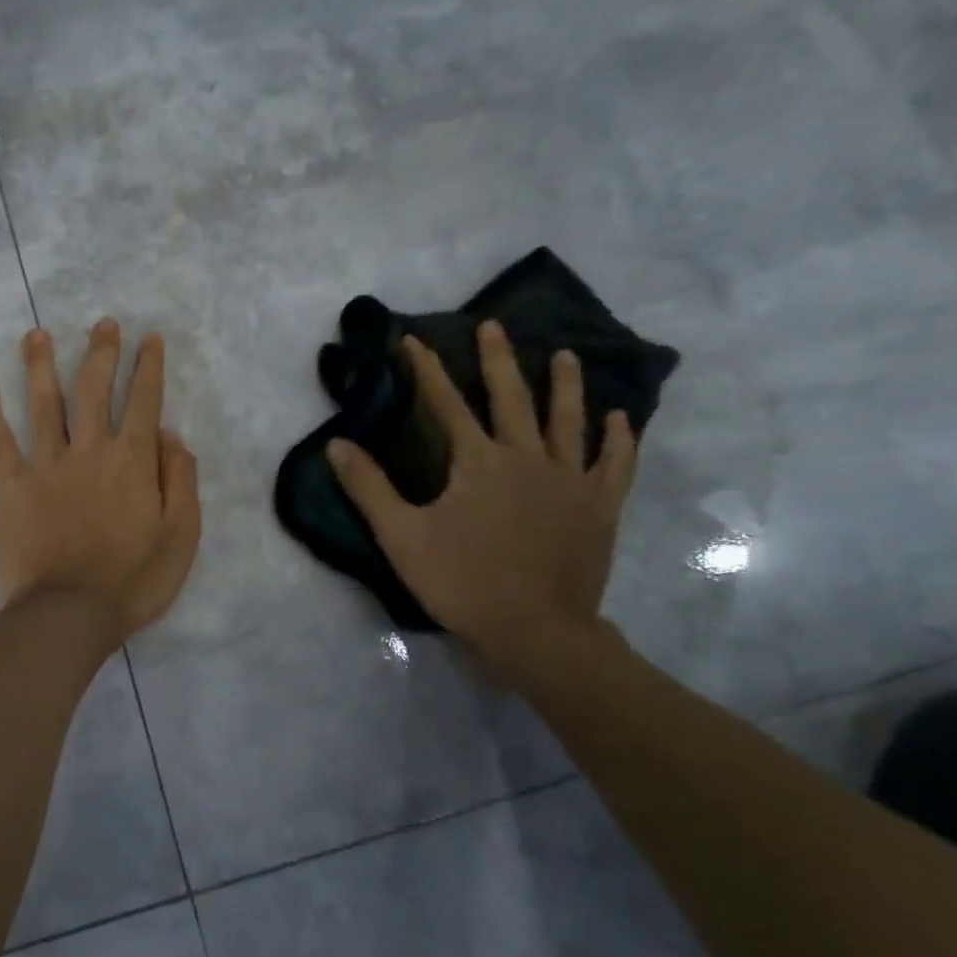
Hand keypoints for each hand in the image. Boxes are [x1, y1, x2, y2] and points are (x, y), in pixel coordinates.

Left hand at [0, 319, 201, 643]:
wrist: (69, 613)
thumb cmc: (133, 581)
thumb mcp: (181, 536)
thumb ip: (180, 481)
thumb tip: (171, 435)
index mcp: (133, 462)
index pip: (145, 402)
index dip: (149, 368)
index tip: (150, 339)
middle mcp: (90, 451)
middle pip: (95, 391)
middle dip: (102, 353)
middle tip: (103, 324)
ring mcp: (47, 466)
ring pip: (44, 405)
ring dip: (41, 366)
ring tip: (36, 334)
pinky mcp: (12, 487)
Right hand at [327, 320, 636, 668]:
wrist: (534, 630)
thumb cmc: (461, 581)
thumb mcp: (401, 536)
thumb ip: (368, 487)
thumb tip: (336, 444)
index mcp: (477, 461)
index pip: (446, 404)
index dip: (425, 370)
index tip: (412, 339)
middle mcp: (527, 457)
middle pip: (511, 397)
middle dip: (497, 359)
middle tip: (493, 326)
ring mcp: (570, 479)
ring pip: (568, 420)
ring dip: (565, 385)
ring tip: (565, 356)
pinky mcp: (599, 506)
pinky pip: (614, 463)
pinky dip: (618, 438)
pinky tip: (619, 418)